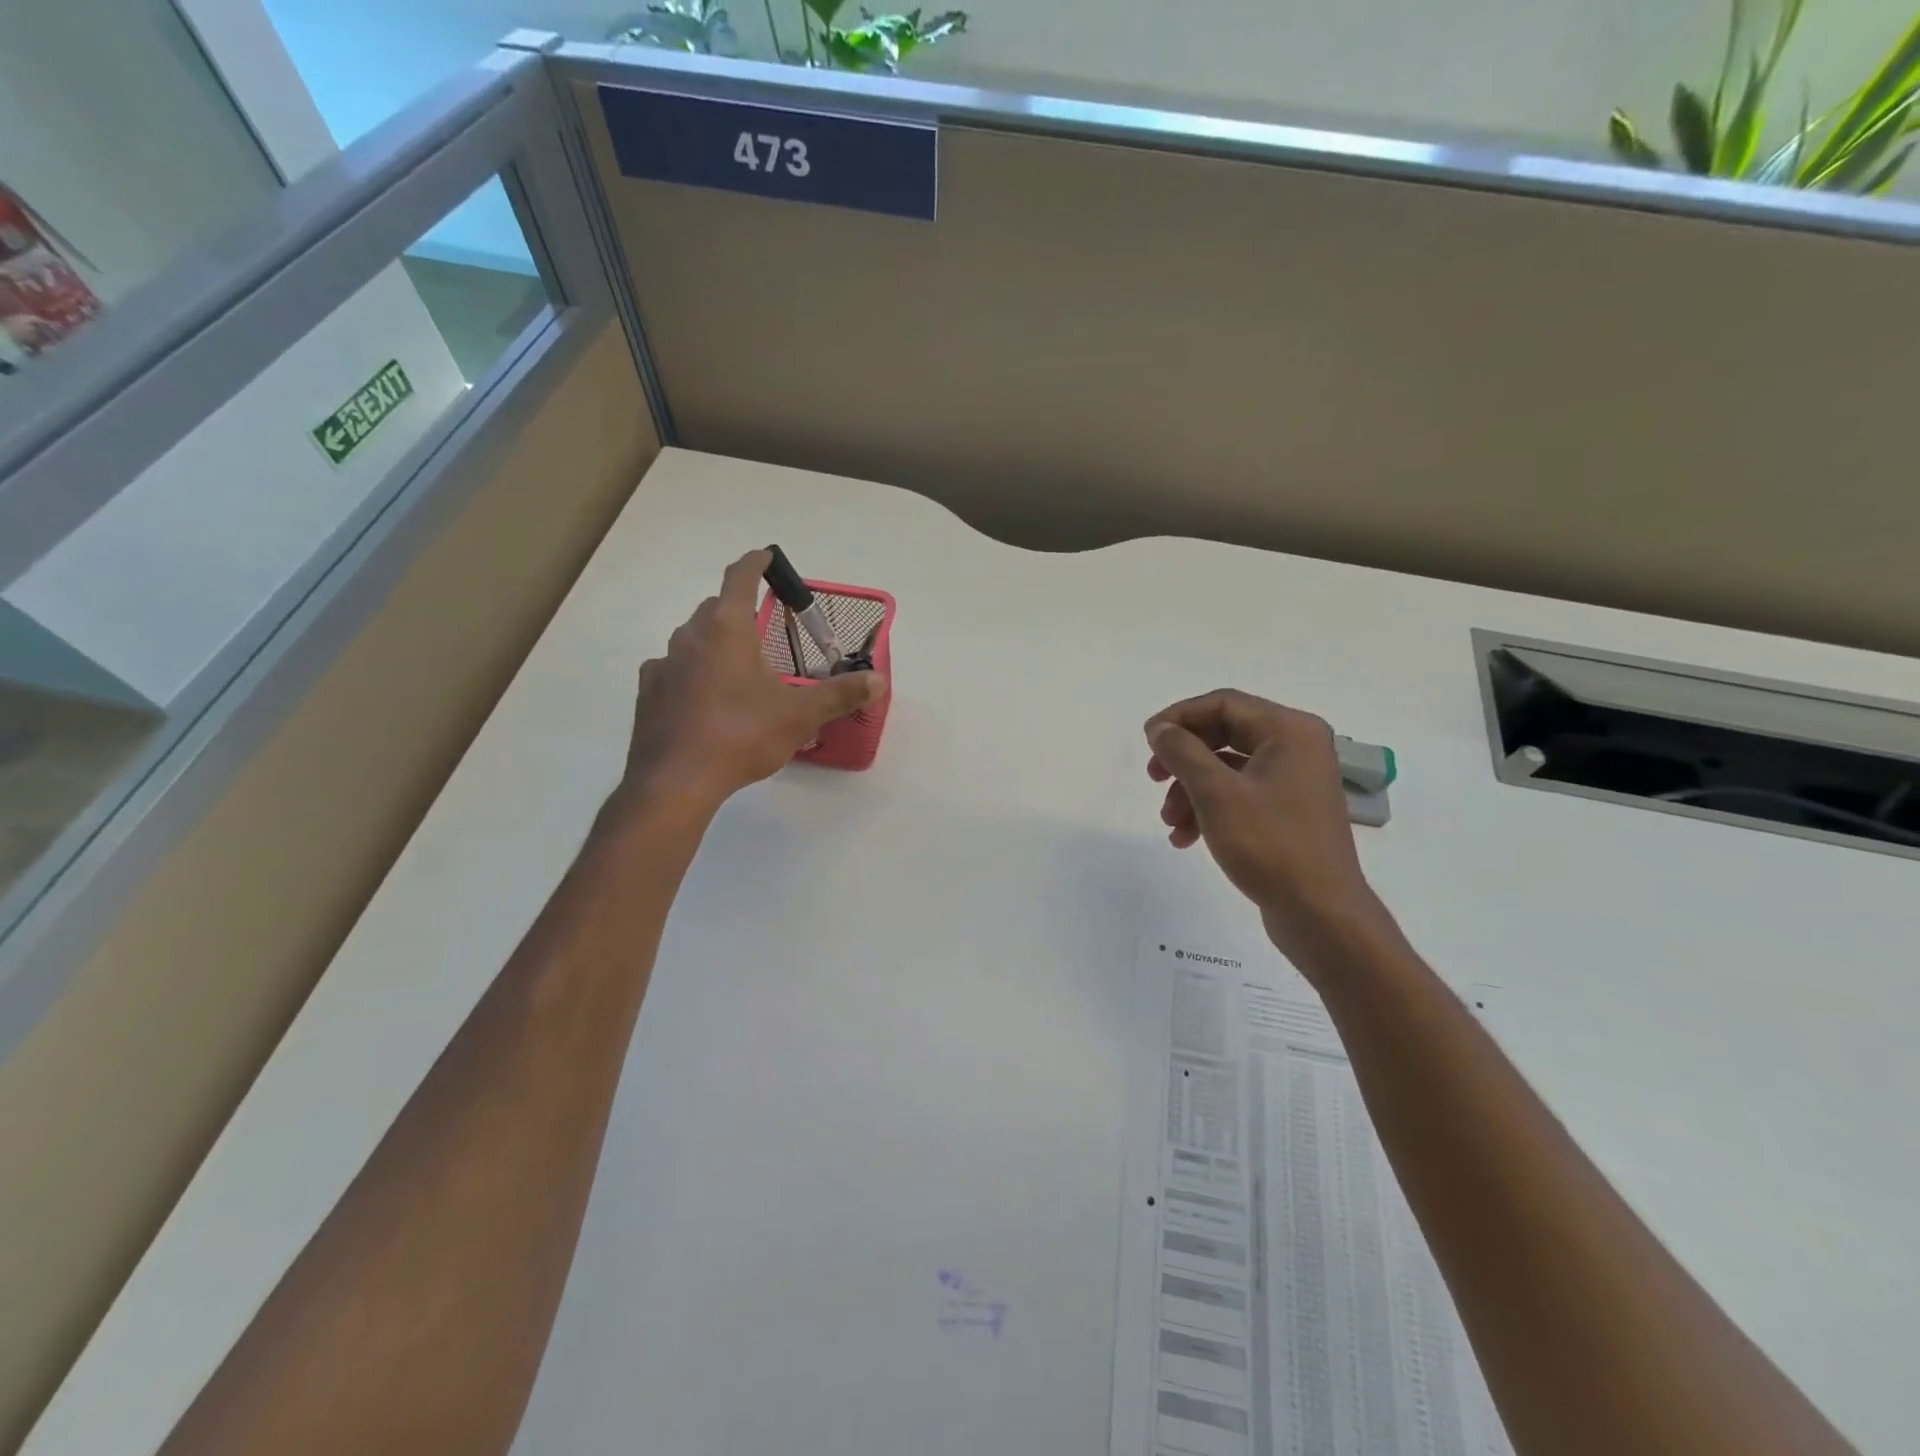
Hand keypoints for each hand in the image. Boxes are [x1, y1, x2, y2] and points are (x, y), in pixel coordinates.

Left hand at [618, 550, 884, 813]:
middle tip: (762, 626)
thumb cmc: (742, 735)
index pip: (739, 578)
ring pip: (692, 639)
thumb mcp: (800, 715)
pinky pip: (674, 670)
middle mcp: (690, 637)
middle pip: (715, 608)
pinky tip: (704, 697)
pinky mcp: (649, 693)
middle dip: (737, 608)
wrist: (676, 780)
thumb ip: (839, 694)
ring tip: (737, 667)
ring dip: (714, 642)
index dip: (755, 563)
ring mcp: (664, 665)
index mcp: (727, 629)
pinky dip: (692, 672)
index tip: (765, 555)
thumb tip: (877, 681)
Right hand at [1146, 690, 1394, 974]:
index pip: (1223, 703)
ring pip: (1228, 768)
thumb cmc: (1270, 845)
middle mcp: (1297, 747)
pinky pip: (1240, 794)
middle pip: (1224, 734)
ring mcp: (1295, 780)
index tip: (1147, 740)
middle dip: (1183, 758)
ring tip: (1170, 822)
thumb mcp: (1216, 794)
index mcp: (1289, 730)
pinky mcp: (1289, 811)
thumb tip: (1161, 729)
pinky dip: (1210, 809)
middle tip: (1153, 777)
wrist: (1321, 914)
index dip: (1179, 717)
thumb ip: (1183, 752)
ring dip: (1191, 790)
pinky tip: (1185, 838)